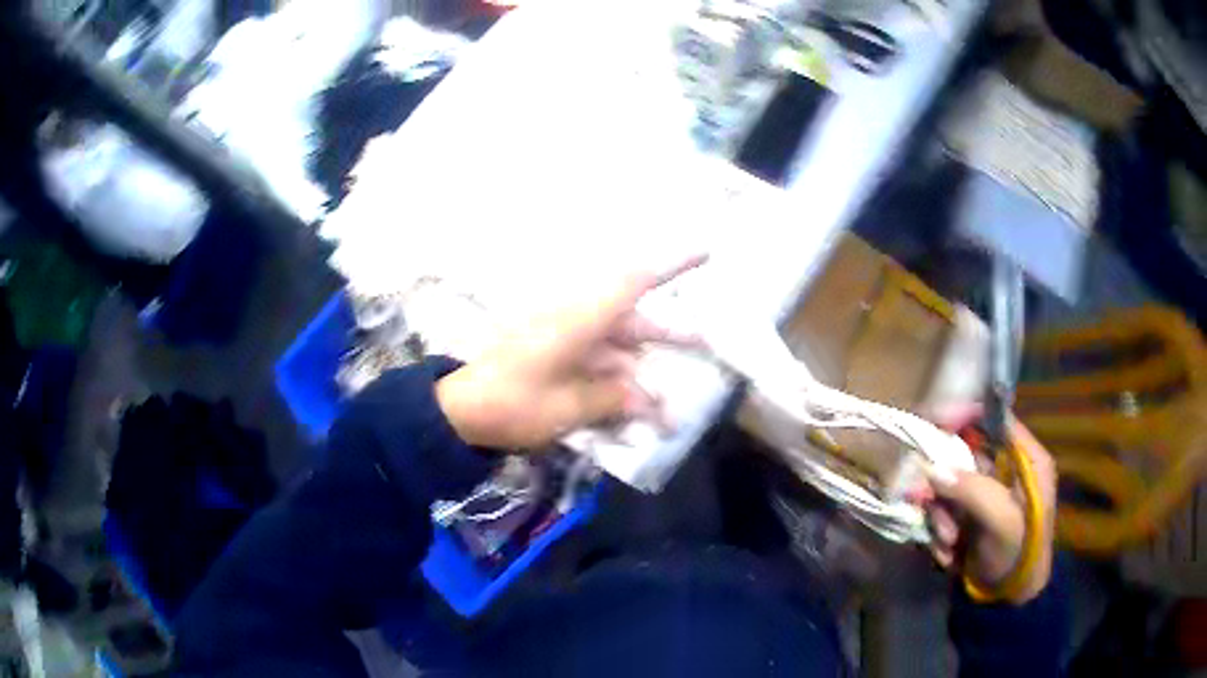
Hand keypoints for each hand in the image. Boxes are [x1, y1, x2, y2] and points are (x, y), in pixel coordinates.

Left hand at [435, 258, 703, 450]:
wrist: (459, 411)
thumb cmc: (511, 404)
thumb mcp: (567, 407)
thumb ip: (612, 398)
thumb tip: (646, 397)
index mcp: (579, 320)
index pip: (634, 282)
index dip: (671, 265)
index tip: (705, 250)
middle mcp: (576, 322)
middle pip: (632, 321)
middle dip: (667, 335)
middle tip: (705, 344)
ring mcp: (564, 341)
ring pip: (616, 350)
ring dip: (639, 378)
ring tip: (664, 416)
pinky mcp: (553, 357)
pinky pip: (594, 366)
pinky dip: (613, 389)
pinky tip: (627, 421)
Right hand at [922, 407, 1056, 603]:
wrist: (1010, 600)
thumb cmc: (1019, 554)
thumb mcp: (1002, 522)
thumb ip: (973, 491)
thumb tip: (932, 469)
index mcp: (1027, 459)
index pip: (996, 418)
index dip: (966, 414)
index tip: (935, 423)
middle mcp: (1006, 469)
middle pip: (965, 453)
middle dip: (944, 483)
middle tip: (924, 500)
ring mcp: (986, 493)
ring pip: (950, 485)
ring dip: (941, 514)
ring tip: (947, 543)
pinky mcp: (970, 515)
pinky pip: (945, 510)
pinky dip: (940, 531)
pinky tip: (948, 554)